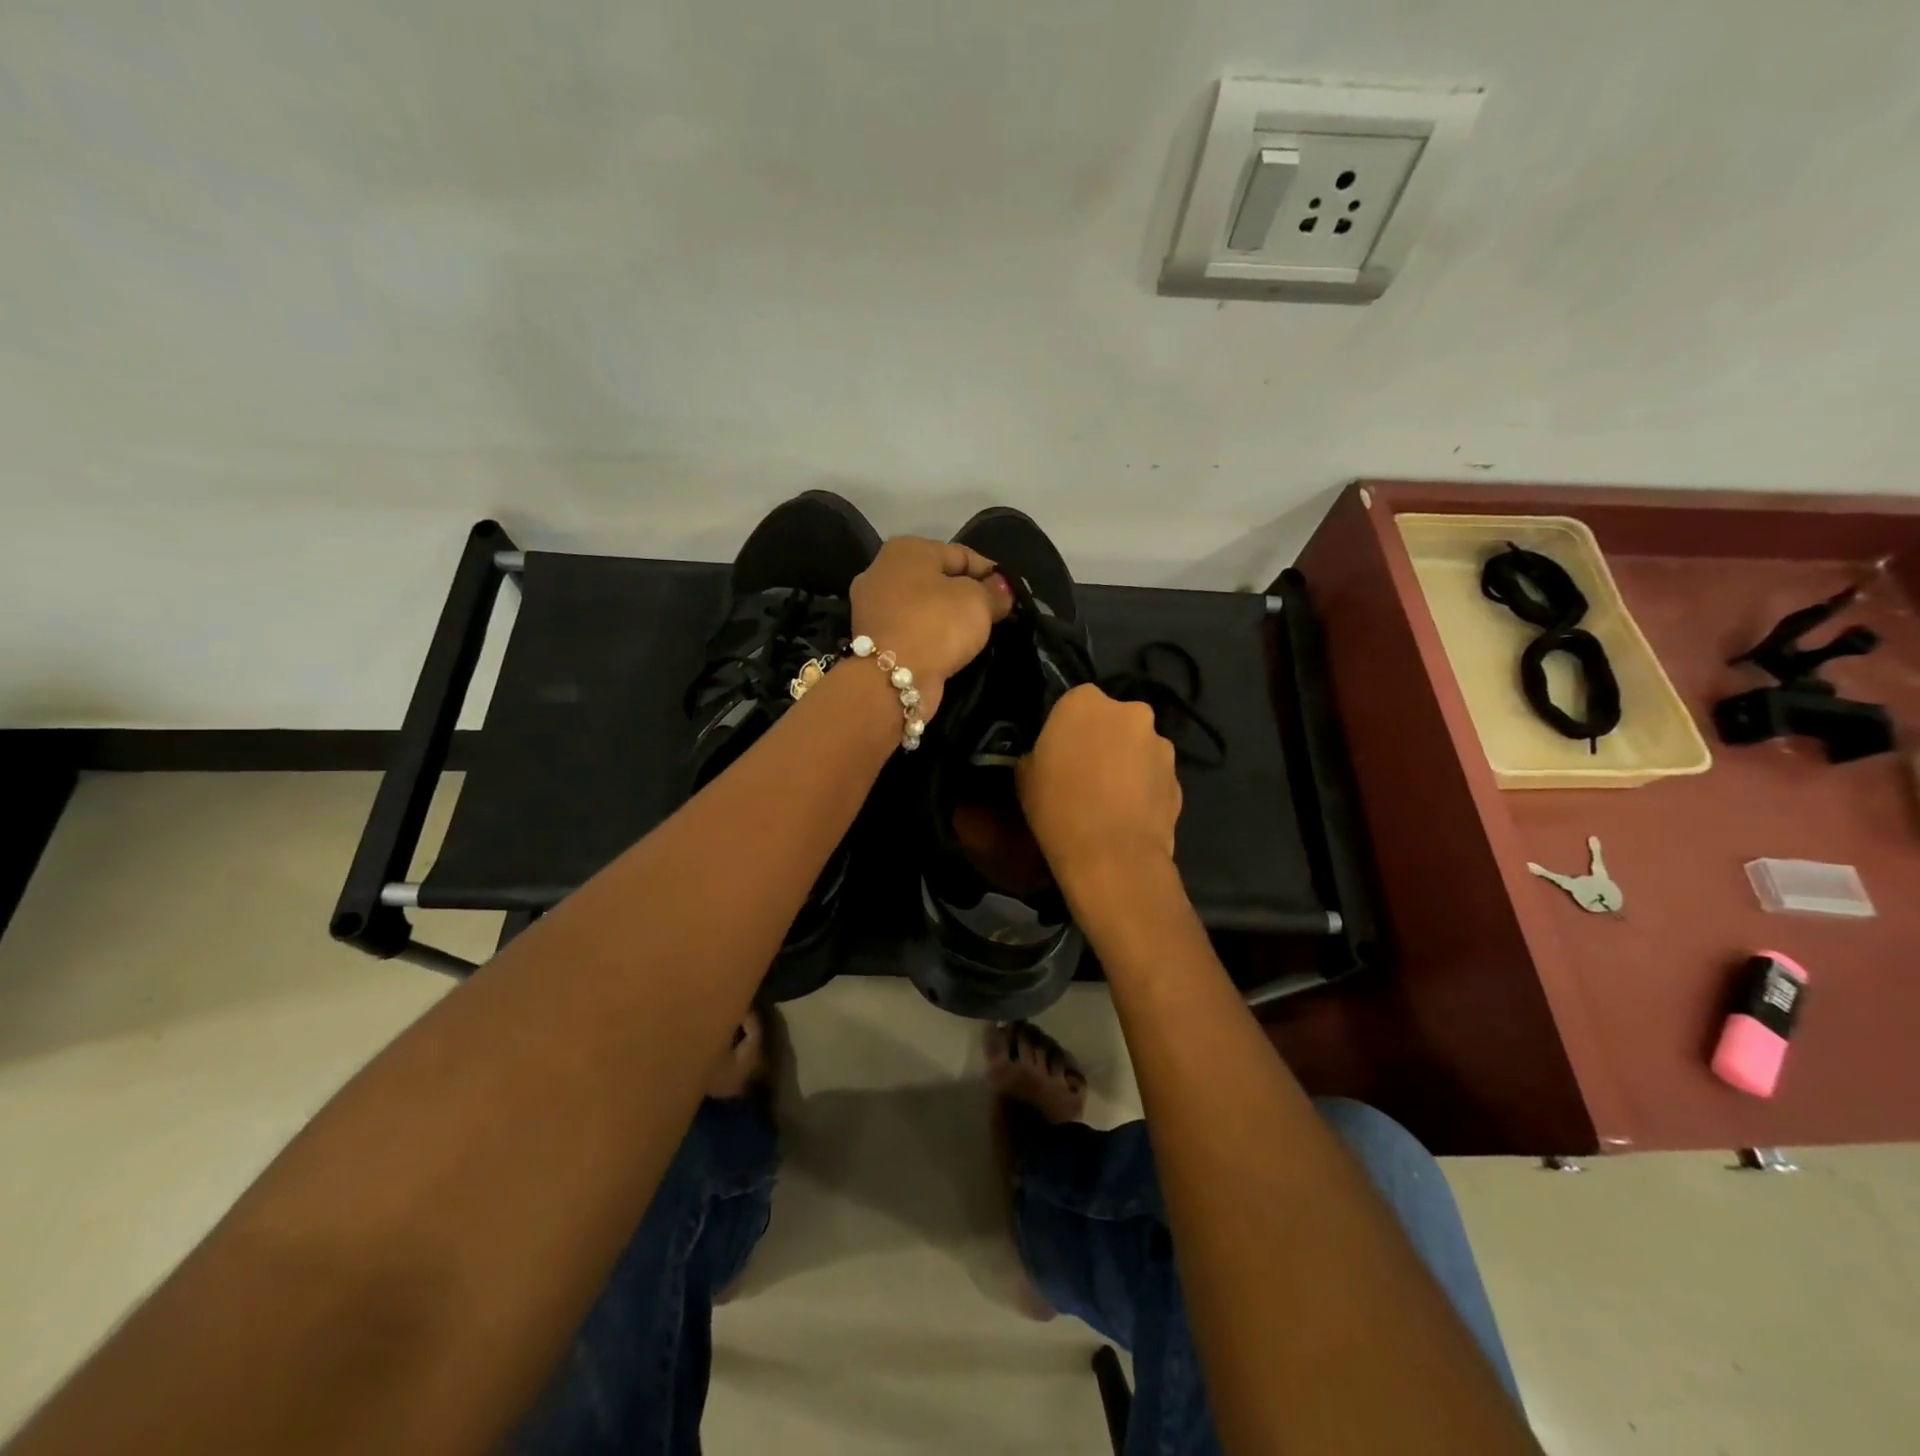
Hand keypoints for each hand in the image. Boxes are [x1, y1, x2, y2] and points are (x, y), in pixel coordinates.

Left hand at [849, 537, 1012, 719]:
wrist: (891, 679)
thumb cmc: (937, 625)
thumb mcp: (978, 601)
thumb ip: (994, 591)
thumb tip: (1001, 588)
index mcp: (907, 550)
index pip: (961, 554)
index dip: (990, 573)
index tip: (1011, 594)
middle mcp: (882, 571)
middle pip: (937, 579)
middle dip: (965, 595)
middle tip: (994, 616)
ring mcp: (872, 607)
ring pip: (923, 607)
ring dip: (946, 619)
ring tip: (974, 635)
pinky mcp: (872, 640)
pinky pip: (911, 631)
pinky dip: (929, 638)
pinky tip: (948, 650)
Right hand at [1017, 684, 1181, 886]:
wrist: (1112, 857)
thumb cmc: (1058, 808)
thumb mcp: (1025, 775)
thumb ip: (1041, 752)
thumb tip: (1050, 755)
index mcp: (1085, 702)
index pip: (1074, 702)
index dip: (1067, 728)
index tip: (1059, 752)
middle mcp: (1130, 712)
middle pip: (1112, 720)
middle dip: (1103, 740)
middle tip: (1085, 773)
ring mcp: (1160, 745)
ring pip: (1138, 747)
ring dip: (1126, 763)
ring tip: (1110, 800)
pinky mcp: (1179, 778)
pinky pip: (1154, 777)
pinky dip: (1144, 789)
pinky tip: (1128, 816)